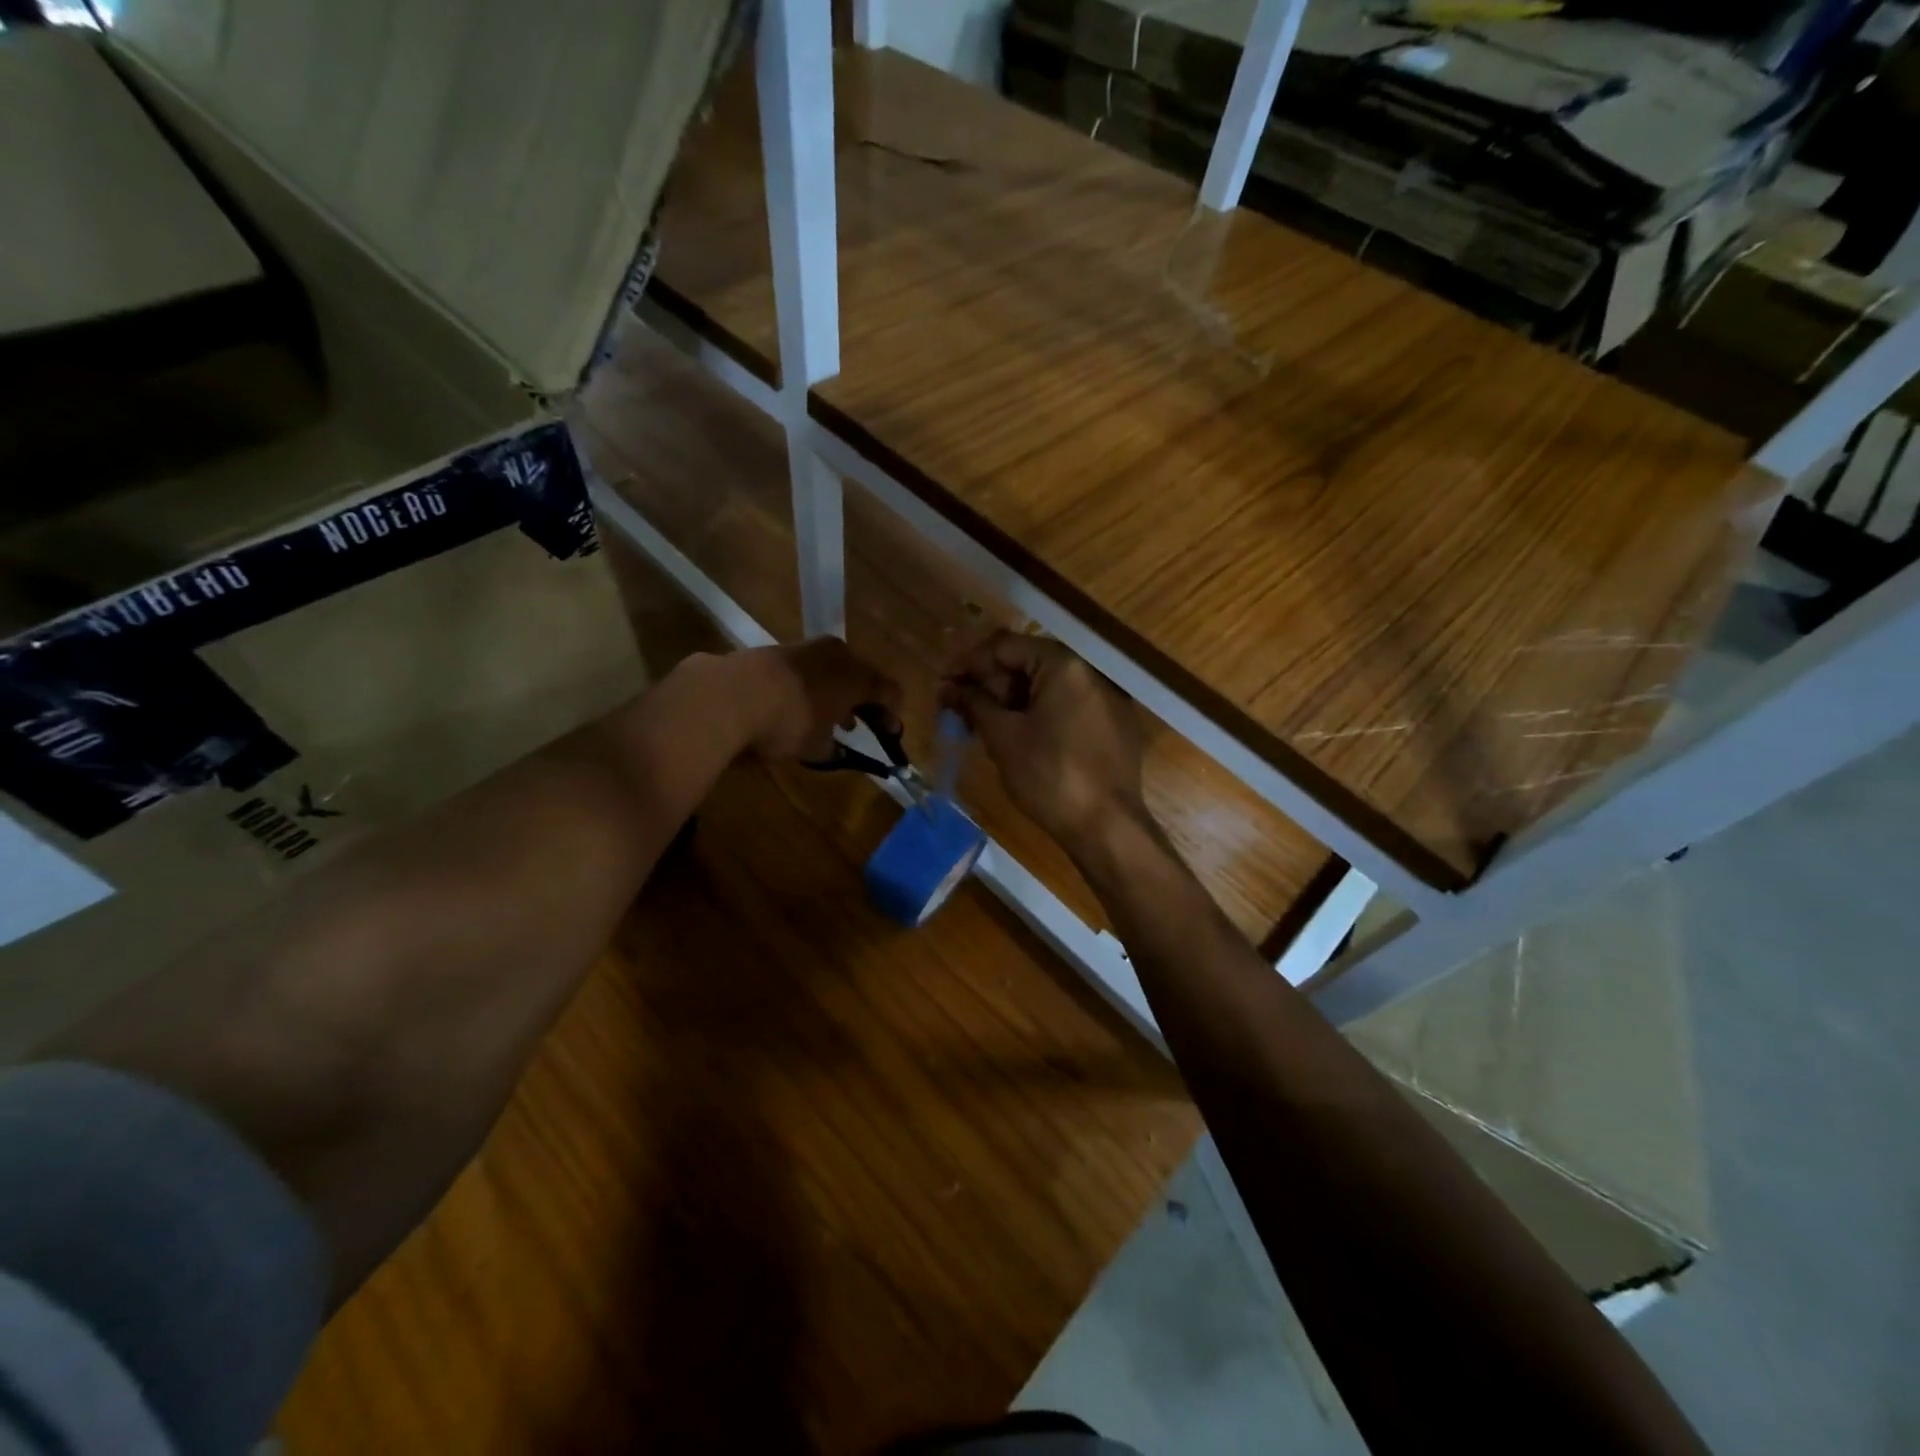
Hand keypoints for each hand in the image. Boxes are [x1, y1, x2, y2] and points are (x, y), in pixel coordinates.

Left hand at [733, 638, 902, 761]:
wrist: (732, 694)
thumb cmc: (789, 721)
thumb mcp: (816, 745)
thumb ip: (832, 746)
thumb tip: (834, 747)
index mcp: (858, 676)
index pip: (889, 692)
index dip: (892, 715)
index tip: (890, 734)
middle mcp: (839, 654)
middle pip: (862, 676)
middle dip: (864, 701)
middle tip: (860, 724)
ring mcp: (808, 647)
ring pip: (834, 670)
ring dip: (836, 692)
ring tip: (829, 717)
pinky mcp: (779, 649)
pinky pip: (808, 669)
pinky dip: (812, 685)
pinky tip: (799, 704)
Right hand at [939, 630, 1146, 847]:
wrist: (1107, 828)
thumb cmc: (1049, 777)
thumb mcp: (1003, 737)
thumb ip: (974, 703)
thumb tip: (948, 687)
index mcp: (1064, 665)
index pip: (1005, 646)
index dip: (968, 663)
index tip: (943, 684)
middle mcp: (1090, 673)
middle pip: (1028, 664)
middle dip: (988, 683)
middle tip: (956, 707)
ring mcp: (1106, 700)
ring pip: (1046, 688)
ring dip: (1010, 701)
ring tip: (979, 724)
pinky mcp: (1113, 726)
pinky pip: (1067, 708)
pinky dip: (1037, 715)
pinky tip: (1014, 736)